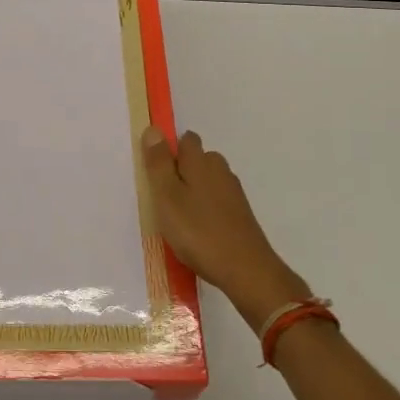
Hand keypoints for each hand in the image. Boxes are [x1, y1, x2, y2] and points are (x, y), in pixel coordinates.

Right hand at [142, 127, 309, 332]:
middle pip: (199, 159)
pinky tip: (197, 230)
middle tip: (162, 196)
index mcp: (200, 162)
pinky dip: (206, 209)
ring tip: (177, 216)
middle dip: (181, 170)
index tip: (155, 170)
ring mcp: (233, 193)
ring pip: (208, 181)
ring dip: (193, 191)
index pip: (186, 139)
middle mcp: (220, 171)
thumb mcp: (167, 197)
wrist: (246, 269)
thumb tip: (154, 129)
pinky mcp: (241, 214)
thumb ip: (158, 163)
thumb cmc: (198, 231)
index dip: (170, 149)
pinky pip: (217, 201)